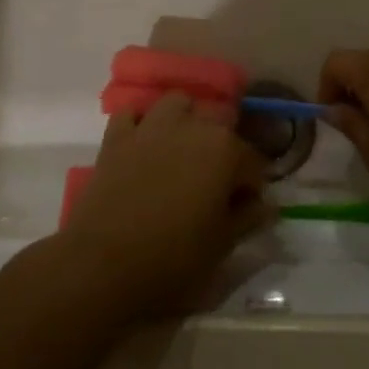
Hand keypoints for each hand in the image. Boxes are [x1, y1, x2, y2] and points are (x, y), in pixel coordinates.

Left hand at [56, 93, 274, 318]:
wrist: (102, 264)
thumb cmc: (173, 259)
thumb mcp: (222, 245)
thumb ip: (248, 218)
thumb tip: (266, 206)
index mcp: (225, 150)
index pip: (253, 161)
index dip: (252, 186)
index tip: (246, 208)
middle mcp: (191, 126)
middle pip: (219, 120)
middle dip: (224, 144)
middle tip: (217, 179)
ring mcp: (150, 127)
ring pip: (177, 104)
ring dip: (185, 120)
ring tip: (184, 150)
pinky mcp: (116, 137)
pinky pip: (132, 115)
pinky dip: (141, 124)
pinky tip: (144, 145)